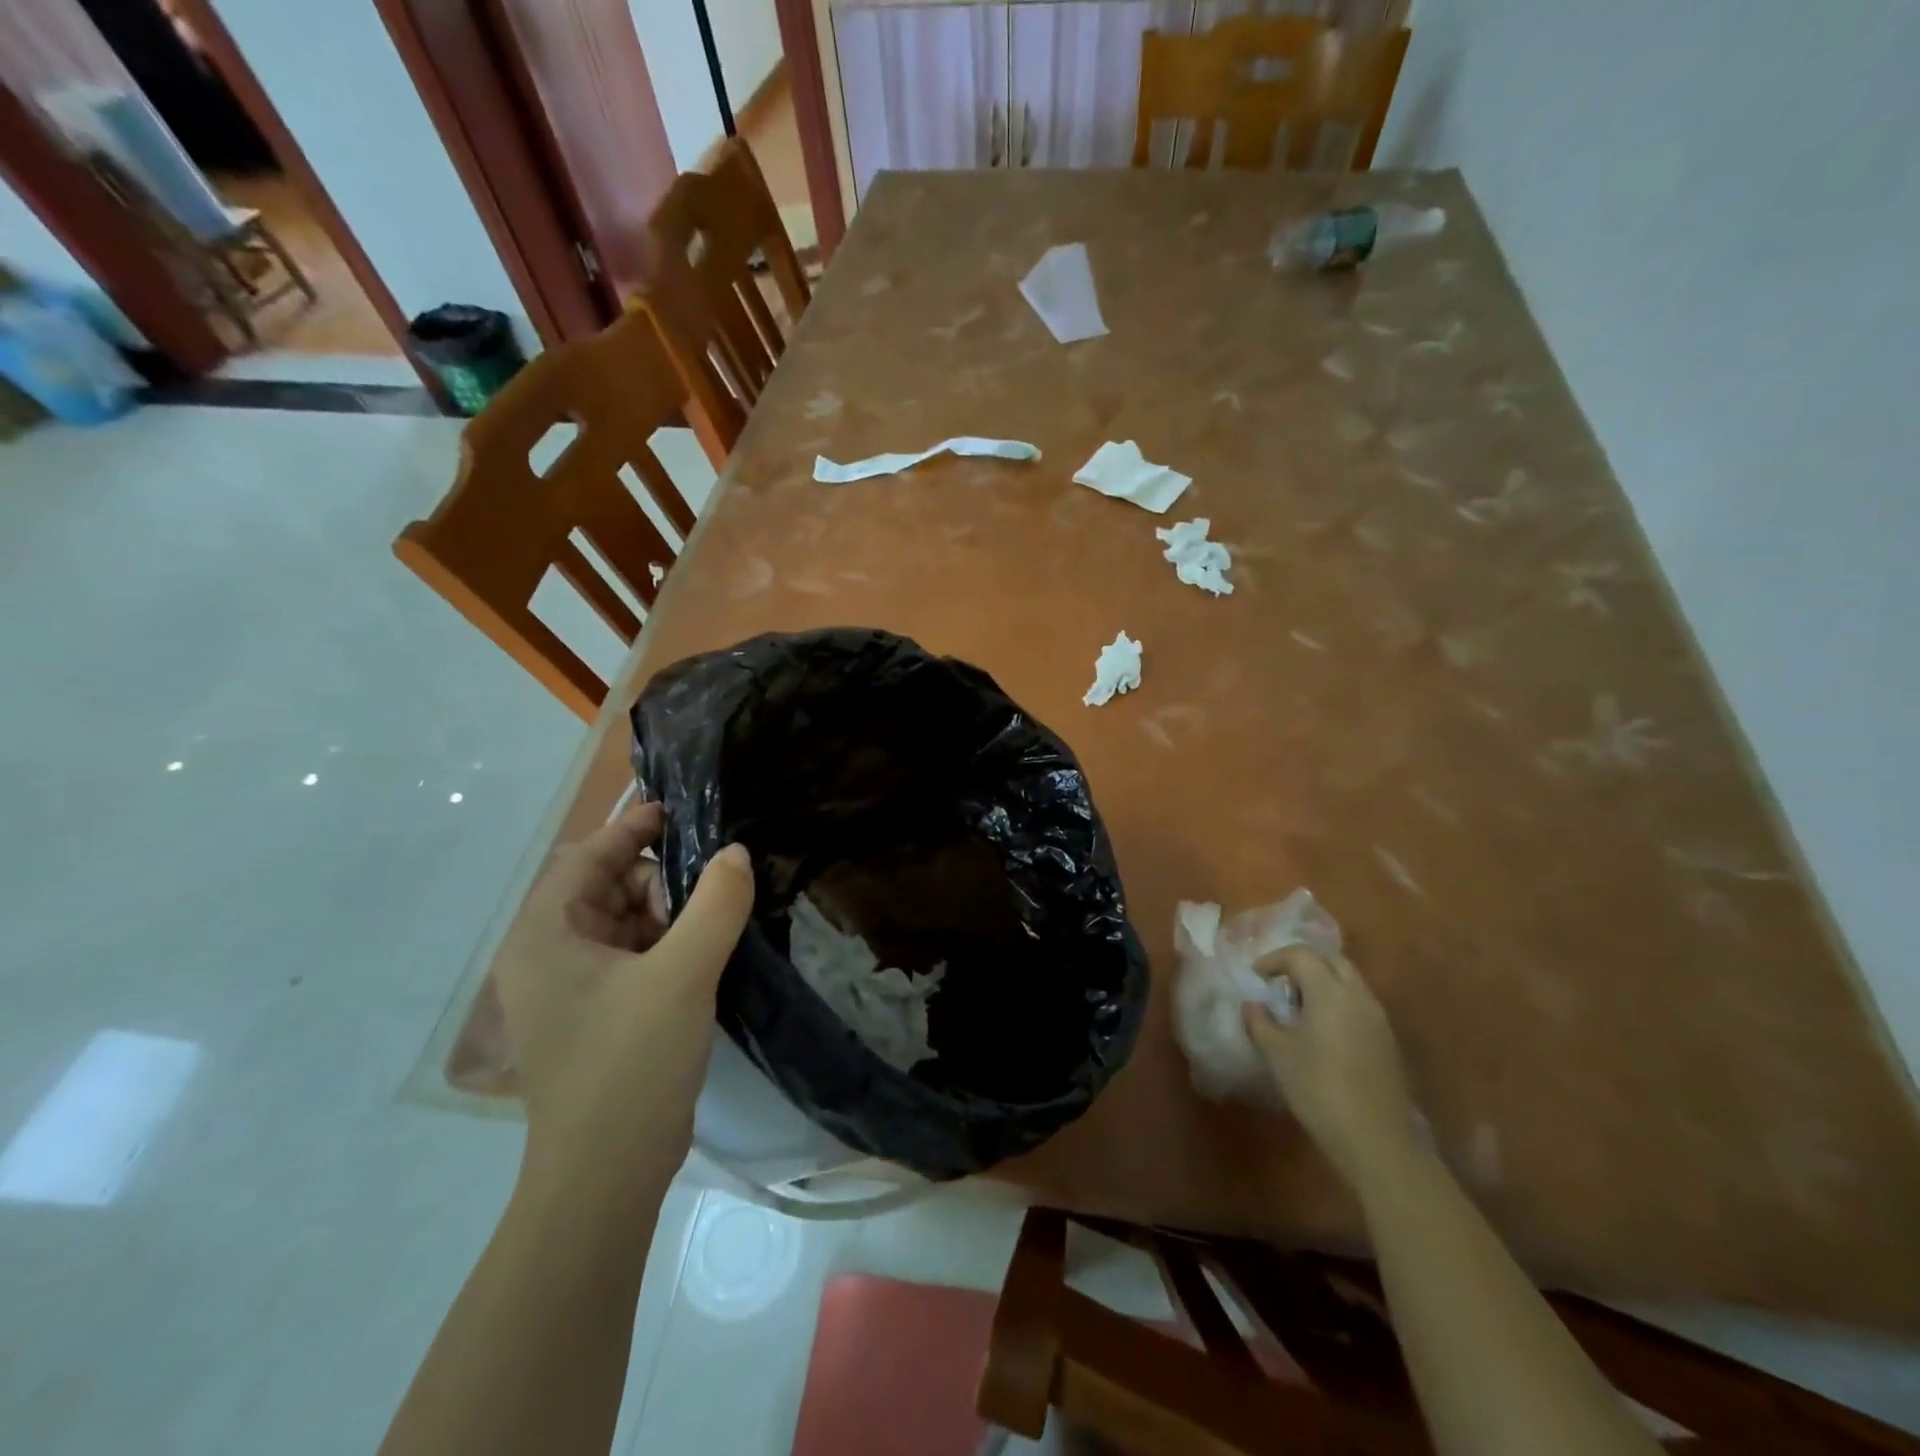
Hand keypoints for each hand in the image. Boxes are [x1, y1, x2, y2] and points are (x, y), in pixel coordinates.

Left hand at [495, 801, 754, 1214]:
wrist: (606, 1178)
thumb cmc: (630, 1065)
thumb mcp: (683, 975)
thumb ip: (715, 904)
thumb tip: (737, 852)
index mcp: (545, 938)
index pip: (585, 858)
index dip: (630, 829)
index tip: (679, 813)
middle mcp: (547, 957)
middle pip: (606, 889)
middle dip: (658, 881)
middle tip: (710, 890)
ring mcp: (570, 991)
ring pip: (623, 924)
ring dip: (668, 915)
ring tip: (715, 921)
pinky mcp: (596, 1016)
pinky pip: (632, 958)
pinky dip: (666, 946)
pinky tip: (705, 952)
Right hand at [1242, 947, 1419, 1188]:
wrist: (1377, 1141)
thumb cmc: (1320, 1090)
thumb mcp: (1278, 1055)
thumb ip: (1260, 1022)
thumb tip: (1252, 1004)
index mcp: (1330, 993)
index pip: (1301, 955)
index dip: (1274, 959)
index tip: (1256, 978)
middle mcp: (1358, 997)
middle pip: (1331, 960)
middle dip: (1303, 964)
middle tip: (1281, 986)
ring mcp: (1378, 1019)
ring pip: (1349, 982)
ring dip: (1323, 984)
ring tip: (1299, 1010)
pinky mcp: (1387, 1041)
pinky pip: (1359, 1004)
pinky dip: (1338, 1004)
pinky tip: (1322, 1033)